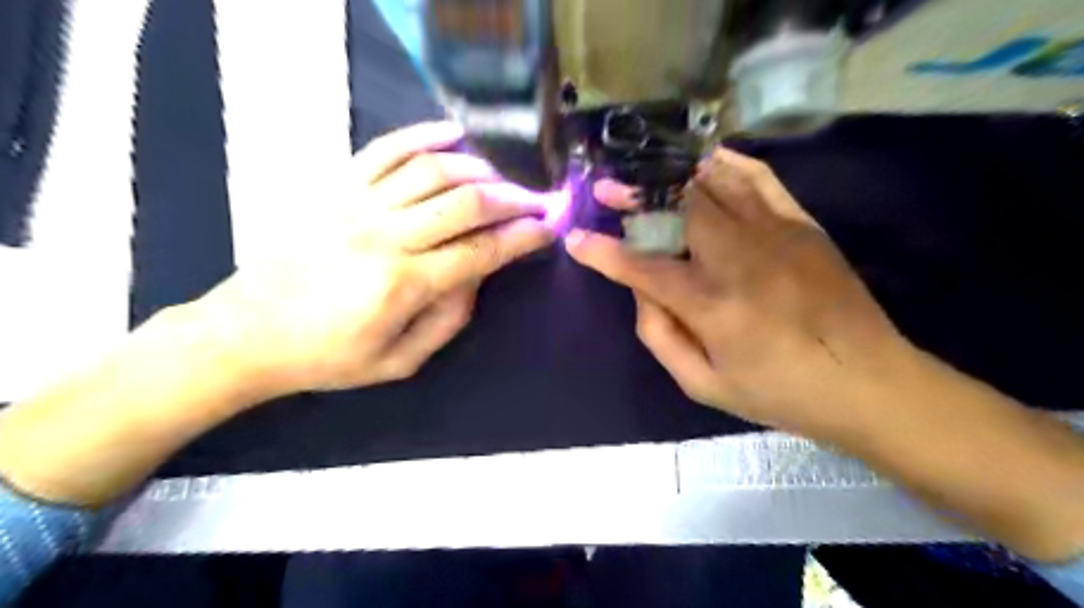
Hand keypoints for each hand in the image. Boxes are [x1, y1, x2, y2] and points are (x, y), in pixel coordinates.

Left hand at [195, 121, 554, 396]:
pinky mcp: (336, 189)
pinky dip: (423, 135)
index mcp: (403, 284)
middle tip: (536, 202)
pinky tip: (453, 133)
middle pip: (467, 202)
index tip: (548, 228)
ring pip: (434, 169)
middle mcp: (386, 236)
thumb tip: (477, 276)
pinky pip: (386, 149)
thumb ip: (448, 319)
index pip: (482, 252)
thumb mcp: (398, 361)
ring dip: (479, 169)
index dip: (522, 238)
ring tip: (501, 180)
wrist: (246, 333)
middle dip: (512, 199)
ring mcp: (358, 205)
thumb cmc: (327, 357)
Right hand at [567, 146, 907, 440]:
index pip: (642, 267)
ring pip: (713, 184)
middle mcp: (738, 258)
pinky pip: (759, 178)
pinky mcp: (801, 223)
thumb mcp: (704, 385)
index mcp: (711, 304)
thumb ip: (660, 337)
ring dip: (671, 174)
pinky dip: (726, 163)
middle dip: (634, 195)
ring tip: (643, 170)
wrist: (868, 381)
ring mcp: (774, 233)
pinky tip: (703, 161)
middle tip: (606, 189)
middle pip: (676, 208)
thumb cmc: (779, 391)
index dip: (603, 252)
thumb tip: (640, 292)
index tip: (576, 239)